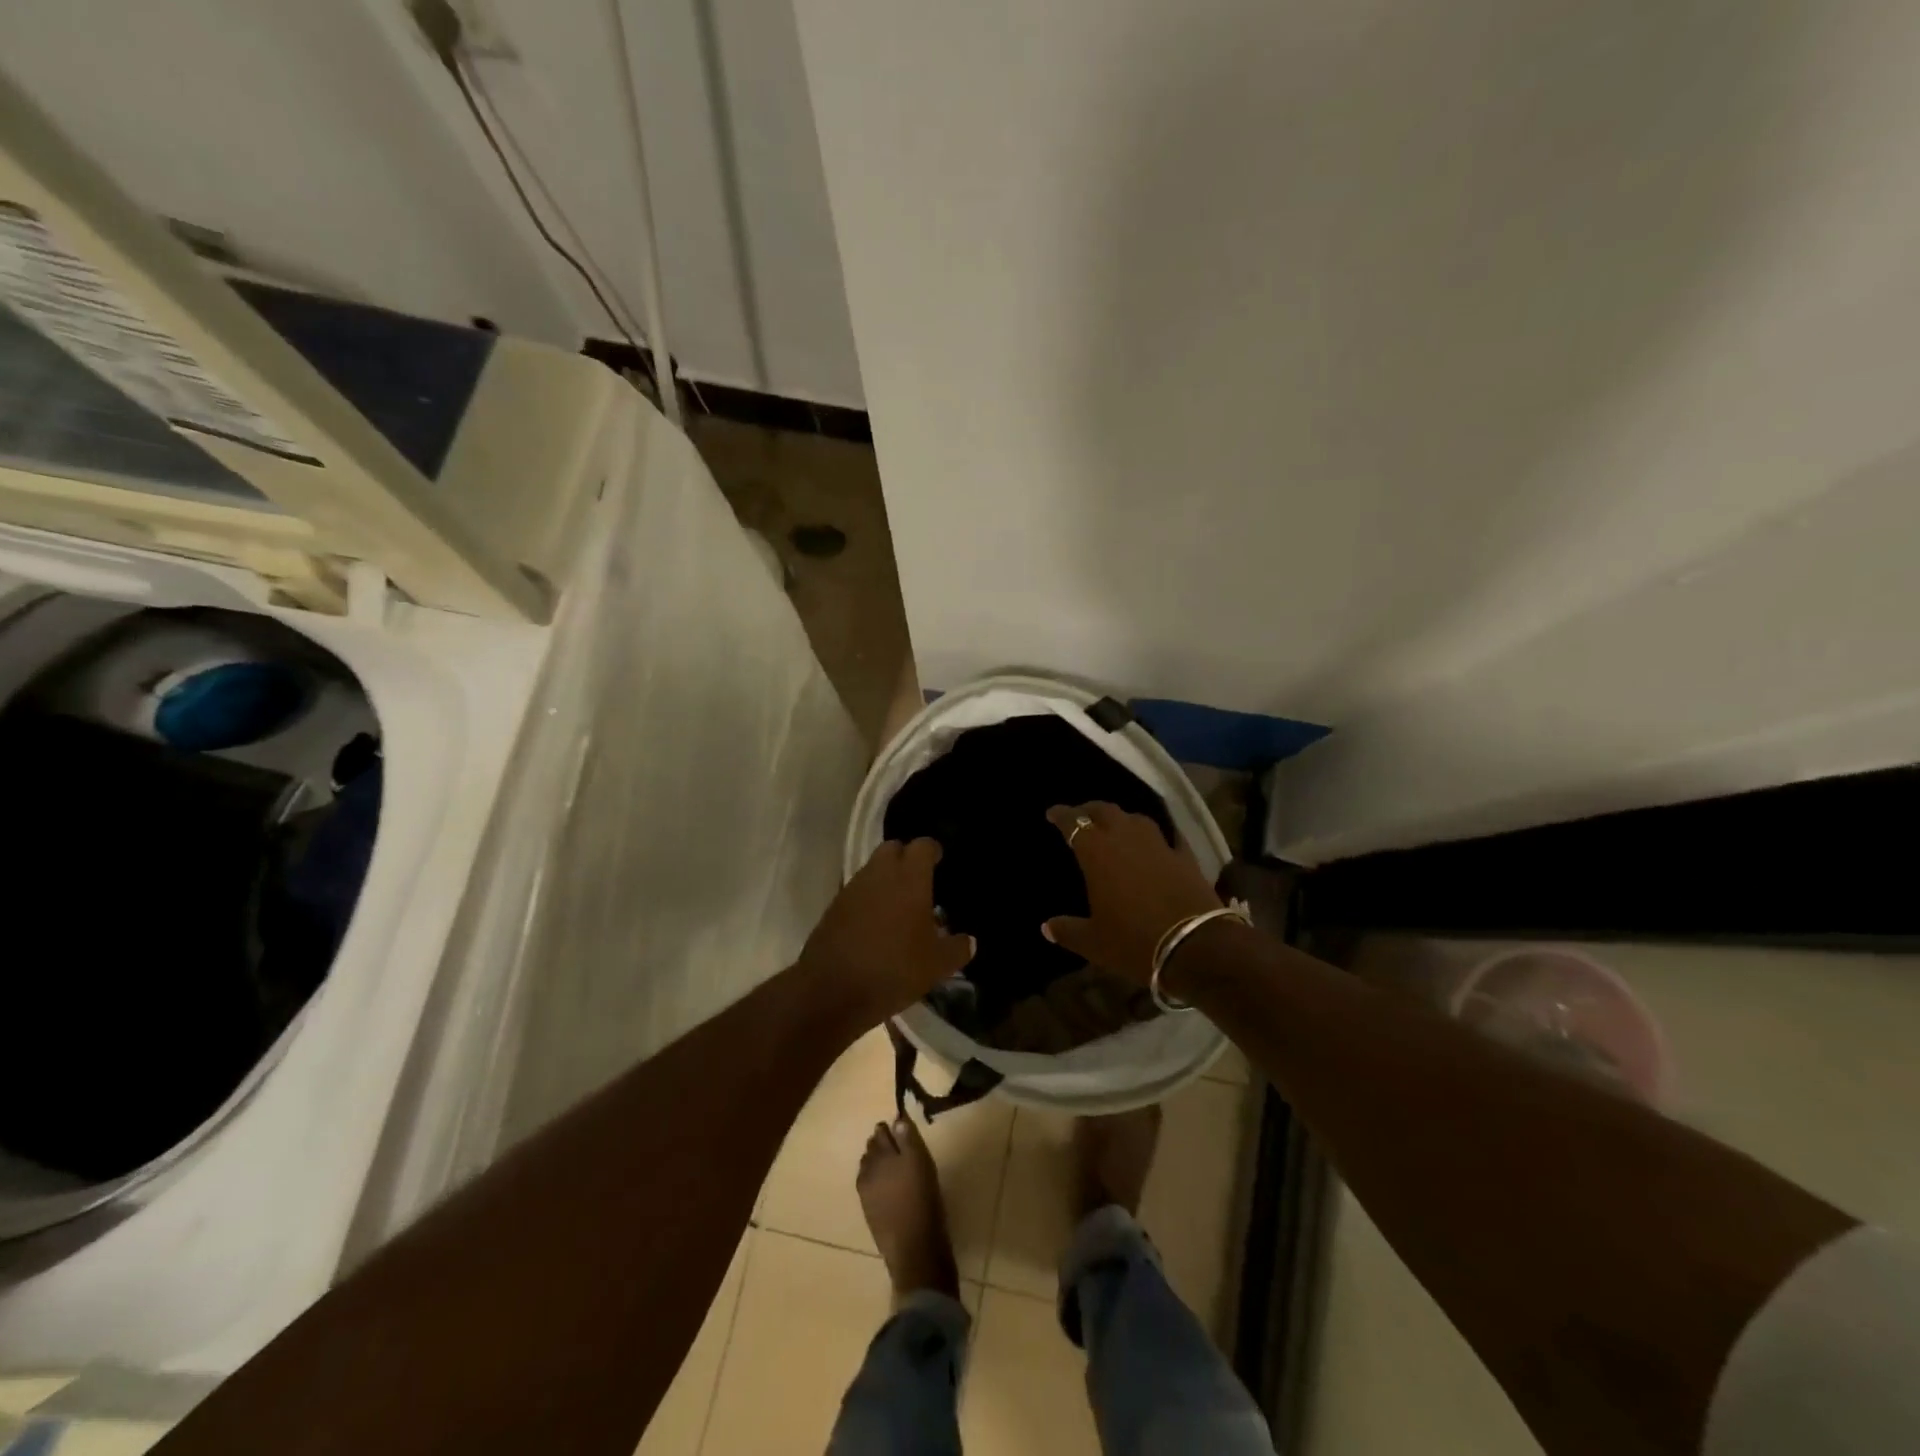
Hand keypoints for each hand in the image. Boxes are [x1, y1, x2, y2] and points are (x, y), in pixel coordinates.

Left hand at [799, 839, 975, 1030]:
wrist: (831, 990)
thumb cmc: (894, 969)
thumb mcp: (936, 965)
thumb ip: (957, 948)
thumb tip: (969, 941)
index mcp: (909, 877)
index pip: (923, 846)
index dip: (933, 851)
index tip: (940, 862)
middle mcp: (879, 873)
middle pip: (893, 849)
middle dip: (906, 858)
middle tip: (920, 882)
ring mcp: (852, 888)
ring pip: (872, 870)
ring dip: (886, 880)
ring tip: (900, 907)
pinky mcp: (833, 907)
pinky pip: (857, 892)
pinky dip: (869, 899)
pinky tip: (877, 925)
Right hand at [1041, 802, 1222, 986]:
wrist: (1195, 947)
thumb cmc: (1134, 941)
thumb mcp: (1094, 942)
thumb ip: (1067, 930)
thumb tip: (1046, 927)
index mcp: (1097, 853)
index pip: (1073, 822)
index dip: (1061, 815)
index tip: (1051, 813)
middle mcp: (1126, 838)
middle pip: (1105, 811)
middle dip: (1089, 810)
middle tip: (1080, 816)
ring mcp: (1159, 845)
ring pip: (1136, 819)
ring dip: (1122, 819)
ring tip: (1115, 826)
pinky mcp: (1185, 857)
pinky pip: (1169, 837)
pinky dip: (1158, 837)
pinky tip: (1157, 842)